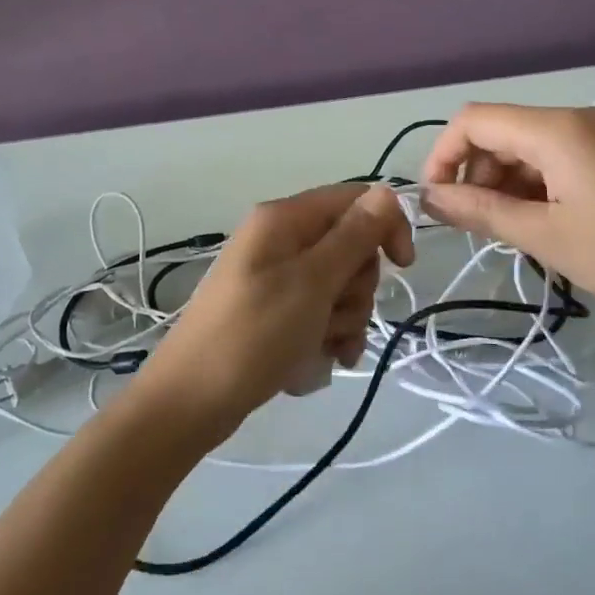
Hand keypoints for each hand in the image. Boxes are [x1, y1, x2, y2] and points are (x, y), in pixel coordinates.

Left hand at [135, 184, 415, 438]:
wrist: (192, 401)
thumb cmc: (254, 334)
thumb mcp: (312, 282)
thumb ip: (354, 236)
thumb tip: (387, 193)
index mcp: (284, 219)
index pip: (355, 200)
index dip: (385, 227)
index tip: (403, 266)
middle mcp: (281, 240)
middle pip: (350, 247)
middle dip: (357, 286)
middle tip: (336, 314)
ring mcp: (277, 278)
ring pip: (340, 285)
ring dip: (345, 319)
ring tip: (323, 346)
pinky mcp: (276, 312)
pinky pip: (321, 313)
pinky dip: (329, 335)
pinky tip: (322, 361)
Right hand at [421, 104, 594, 340]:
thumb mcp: (547, 237)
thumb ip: (481, 211)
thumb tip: (429, 197)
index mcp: (555, 130)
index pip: (474, 120)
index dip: (443, 156)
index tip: (437, 203)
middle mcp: (574, 120)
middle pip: (500, 133)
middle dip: (476, 175)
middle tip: (482, 228)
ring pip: (528, 149)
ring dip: (507, 186)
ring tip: (517, 234)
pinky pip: (558, 161)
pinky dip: (537, 189)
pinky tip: (549, 227)